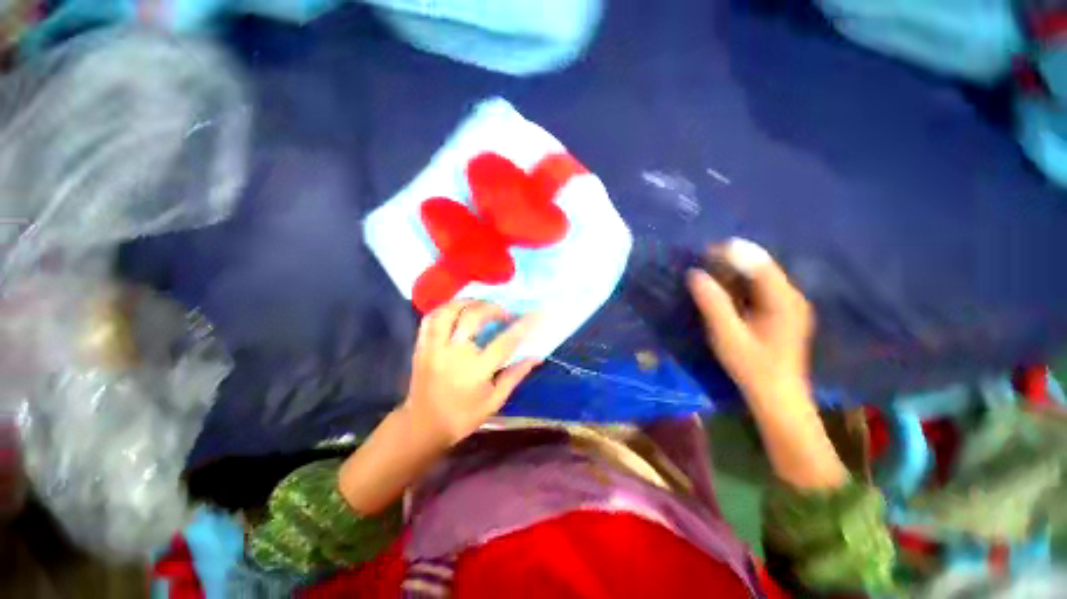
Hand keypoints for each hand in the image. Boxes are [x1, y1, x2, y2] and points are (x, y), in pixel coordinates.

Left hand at [403, 300, 541, 445]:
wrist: (422, 426)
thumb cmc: (462, 416)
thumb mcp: (494, 401)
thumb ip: (515, 375)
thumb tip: (536, 357)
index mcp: (475, 370)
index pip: (504, 342)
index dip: (521, 326)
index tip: (532, 316)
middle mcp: (453, 354)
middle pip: (473, 317)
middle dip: (492, 308)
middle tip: (503, 312)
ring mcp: (434, 348)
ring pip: (448, 311)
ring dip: (467, 302)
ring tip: (480, 305)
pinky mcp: (421, 347)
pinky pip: (431, 319)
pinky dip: (445, 310)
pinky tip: (457, 311)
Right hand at [687, 239, 814, 403]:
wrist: (778, 396)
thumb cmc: (752, 367)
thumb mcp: (727, 336)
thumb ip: (712, 303)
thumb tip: (694, 274)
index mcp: (784, 300)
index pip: (758, 263)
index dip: (730, 253)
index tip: (703, 252)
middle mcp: (792, 296)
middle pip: (761, 265)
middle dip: (730, 261)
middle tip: (701, 264)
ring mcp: (790, 304)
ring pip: (760, 275)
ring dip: (733, 271)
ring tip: (708, 274)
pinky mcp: (783, 311)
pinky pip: (760, 287)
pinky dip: (740, 284)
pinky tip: (723, 291)